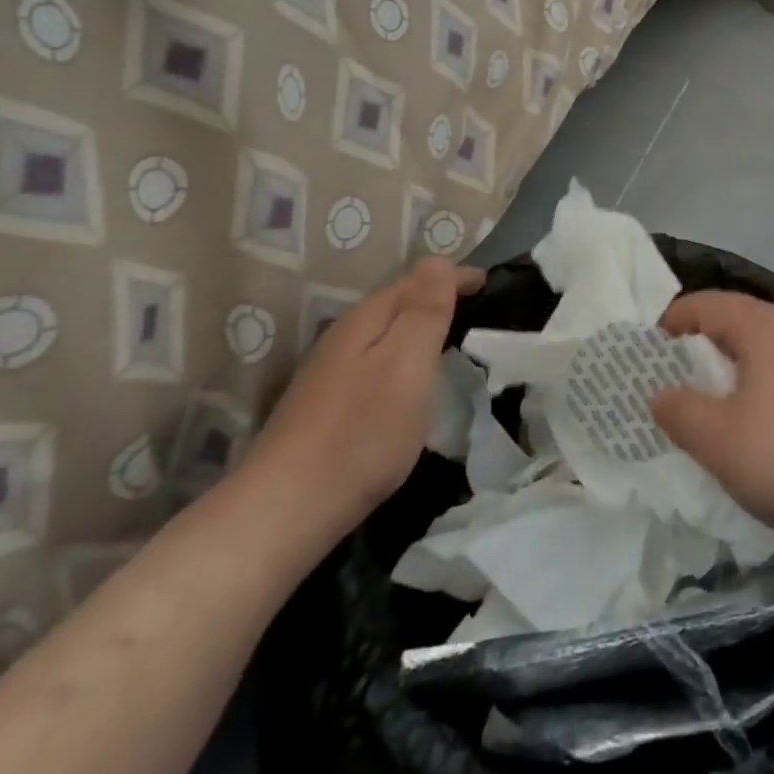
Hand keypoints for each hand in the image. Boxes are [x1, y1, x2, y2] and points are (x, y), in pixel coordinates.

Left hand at [239, 258, 483, 553]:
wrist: (284, 511)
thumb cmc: (361, 432)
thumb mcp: (406, 364)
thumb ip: (424, 311)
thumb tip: (437, 261)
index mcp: (367, 320)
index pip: (419, 280)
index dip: (456, 277)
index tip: (490, 282)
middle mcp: (344, 336)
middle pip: (398, 302)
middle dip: (437, 298)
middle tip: (477, 307)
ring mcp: (329, 372)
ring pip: (384, 333)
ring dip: (418, 328)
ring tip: (451, 339)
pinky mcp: (324, 406)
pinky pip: (375, 362)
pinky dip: (401, 358)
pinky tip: (409, 383)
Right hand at [650, 290, 773, 561]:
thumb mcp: (719, 439)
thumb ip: (680, 411)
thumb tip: (661, 394)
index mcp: (764, 326)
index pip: (706, 304)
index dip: (671, 322)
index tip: (644, 353)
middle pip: (735, 325)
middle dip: (698, 352)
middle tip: (668, 386)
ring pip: (762, 354)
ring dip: (730, 376)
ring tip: (706, 413)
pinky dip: (759, 393)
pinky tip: (754, 433)